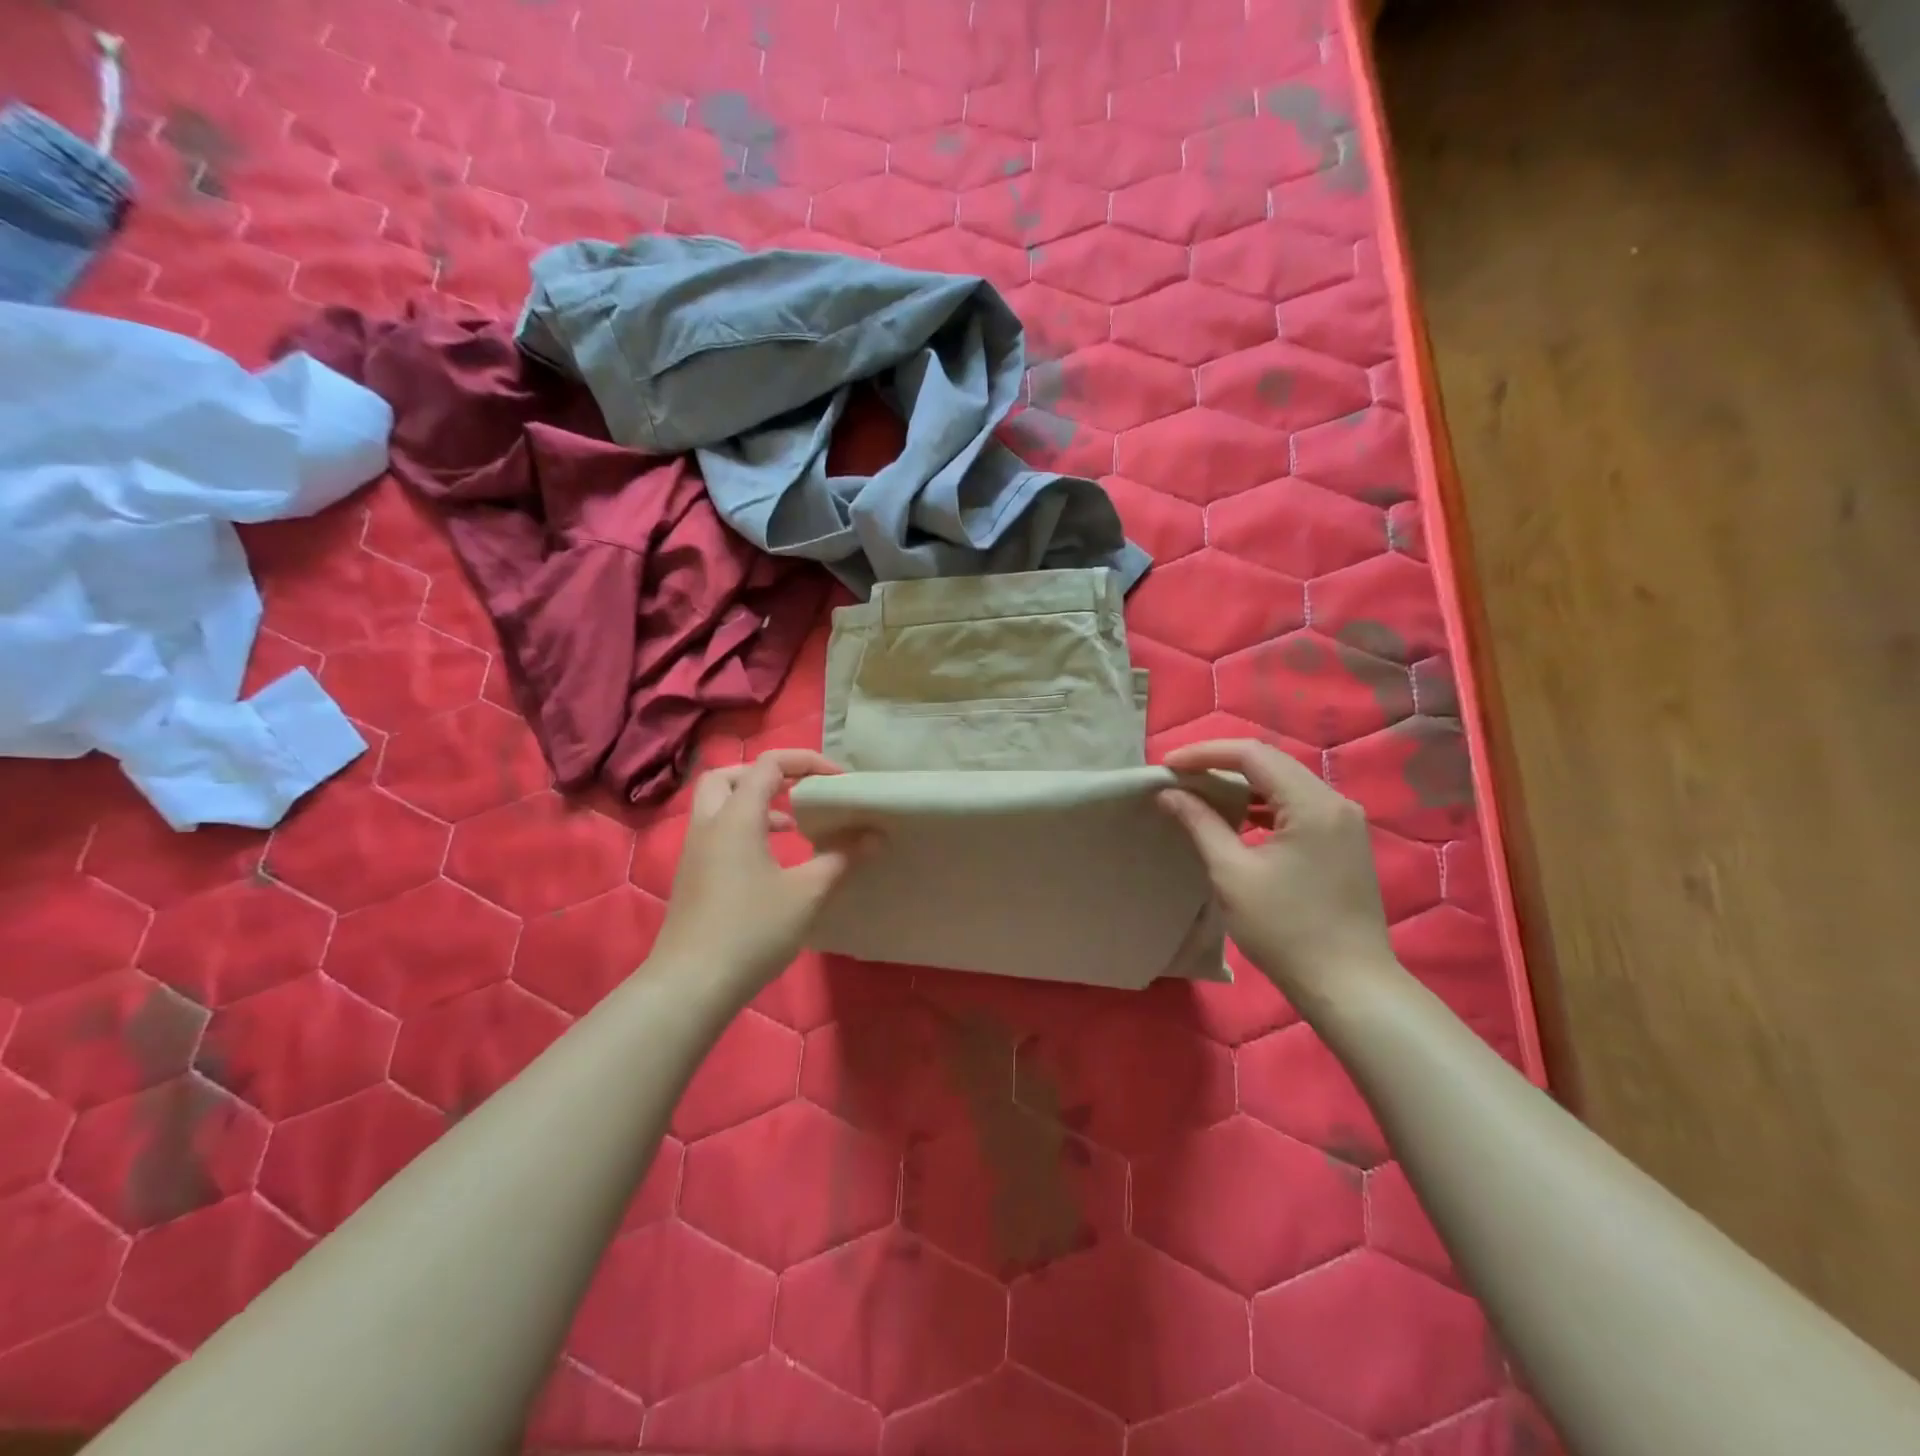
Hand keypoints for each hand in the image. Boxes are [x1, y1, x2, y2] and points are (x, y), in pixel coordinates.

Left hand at [653, 750, 870, 992]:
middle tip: (798, 789)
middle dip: (764, 775)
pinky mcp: (692, 877)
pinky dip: (743, 830)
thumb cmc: (752, 931)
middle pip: (727, 776)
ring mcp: (695, 852)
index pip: (768, 764)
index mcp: (736, 817)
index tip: (838, 781)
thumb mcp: (807, 893)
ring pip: (718, 805)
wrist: (691, 985)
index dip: (806, 762)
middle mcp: (709, 825)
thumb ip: (842, 857)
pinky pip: (716, 833)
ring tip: (793, 825)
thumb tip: (875, 834)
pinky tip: (771, 861)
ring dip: (754, 804)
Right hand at [1158, 739, 1401, 1004]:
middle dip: (1221, 764)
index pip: (1252, 755)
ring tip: (1200, 794)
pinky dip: (1263, 805)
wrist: (1348, 986)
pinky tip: (1238, 820)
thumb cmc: (1285, 929)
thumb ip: (1200, 823)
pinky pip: (1298, 806)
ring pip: (1285, 783)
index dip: (1205, 753)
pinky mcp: (1343, 842)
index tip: (1167, 766)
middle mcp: (1335, 802)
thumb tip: (1169, 792)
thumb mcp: (1232, 874)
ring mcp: (1344, 822)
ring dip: (1242, 784)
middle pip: (1271, 763)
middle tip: (1179, 776)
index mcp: (1312, 804)